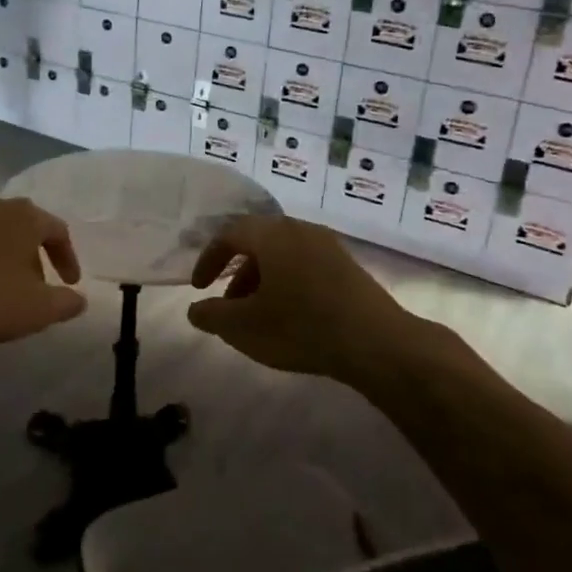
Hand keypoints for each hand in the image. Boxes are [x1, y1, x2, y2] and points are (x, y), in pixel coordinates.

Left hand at [0, 194, 86, 349]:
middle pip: (23, 226)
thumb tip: (79, 299)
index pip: (57, 230)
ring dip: (0, 255)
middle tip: (34, 287)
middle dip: (32, 256)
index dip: (67, 258)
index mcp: (24, 216)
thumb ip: (66, 303)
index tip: (69, 284)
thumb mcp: (37, 309)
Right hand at [187, 215, 414, 383]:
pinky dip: (287, 282)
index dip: (208, 259)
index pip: (229, 234)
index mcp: (272, 234)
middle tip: (228, 303)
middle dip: (236, 271)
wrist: (376, 342)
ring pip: (282, 254)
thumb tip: (195, 309)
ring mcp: (328, 246)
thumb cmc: (301, 327)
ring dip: (262, 279)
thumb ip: (212, 315)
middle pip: (257, 241)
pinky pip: (305, 264)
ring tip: (258, 314)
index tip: (198, 288)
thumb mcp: (244, 327)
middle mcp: (299, 229)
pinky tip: (290, 315)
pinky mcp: (347, 266)